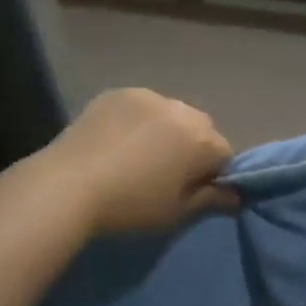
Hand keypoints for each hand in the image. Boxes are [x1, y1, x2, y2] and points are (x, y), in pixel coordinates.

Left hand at [44, 88, 237, 235]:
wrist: (68, 185)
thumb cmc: (130, 206)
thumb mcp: (176, 213)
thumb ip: (211, 200)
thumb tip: (236, 195)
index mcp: (202, 139)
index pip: (225, 154)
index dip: (212, 175)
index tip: (191, 191)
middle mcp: (182, 109)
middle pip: (200, 129)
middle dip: (191, 147)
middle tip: (164, 173)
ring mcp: (148, 96)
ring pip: (170, 114)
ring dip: (165, 130)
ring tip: (136, 155)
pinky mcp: (119, 92)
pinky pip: (140, 106)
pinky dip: (137, 120)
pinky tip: (116, 141)